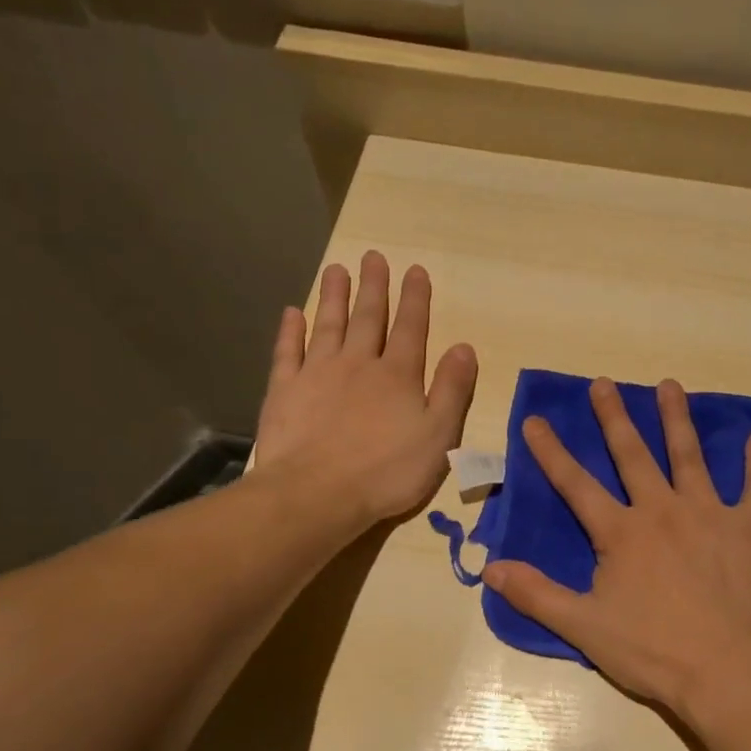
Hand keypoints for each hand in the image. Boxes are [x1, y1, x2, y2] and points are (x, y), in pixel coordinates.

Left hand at [253, 252, 477, 526]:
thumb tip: (464, 347)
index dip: (415, 299)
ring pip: (328, 326)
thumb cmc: (387, 471)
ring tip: (336, 270)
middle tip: (373, 257)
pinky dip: (290, 331)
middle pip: (369, 318)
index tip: (415, 270)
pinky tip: (291, 313)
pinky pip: (288, 352)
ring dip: (334, 297)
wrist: (317, 494)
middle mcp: (359, 364)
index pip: (411, 329)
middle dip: (374, 287)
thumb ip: (452, 390)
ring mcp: (318, 374)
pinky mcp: (285, 391)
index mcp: (398, 376)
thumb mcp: (439, 435)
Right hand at [482, 377, 750, 712]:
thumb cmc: (653, 650)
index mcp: (621, 532)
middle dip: (614, 417)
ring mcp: (709, 514)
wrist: (728, 670)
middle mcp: (662, 510)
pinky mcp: (749, 530)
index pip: (576, 485)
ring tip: (669, 385)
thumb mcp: (584, 627)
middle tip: (603, 383)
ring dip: (677, 419)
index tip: (535, 419)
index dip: (551, 452)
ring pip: (690, 456)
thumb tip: (490, 568)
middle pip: (633, 454)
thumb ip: (537, 594)